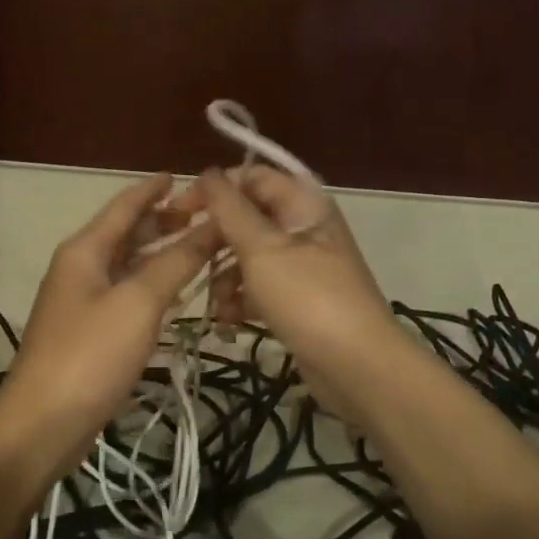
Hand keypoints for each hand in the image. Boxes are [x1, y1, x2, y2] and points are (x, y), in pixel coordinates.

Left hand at [0, 173, 218, 479]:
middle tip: (206, 217)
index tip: (186, 176)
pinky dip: (152, 286)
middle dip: (164, 221)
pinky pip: (127, 295)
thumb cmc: (90, 354)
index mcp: (85, 250)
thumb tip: (212, 226)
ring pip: (128, 265)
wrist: (43, 423)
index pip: (125, 205)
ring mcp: (83, 301)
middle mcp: (81, 268)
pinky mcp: (90, 333)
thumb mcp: (138, 302)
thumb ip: (176, 262)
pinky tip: (177, 293)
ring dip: (162, 254)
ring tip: (200, 249)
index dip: (154, 189)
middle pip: (127, 233)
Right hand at [197, 166, 403, 421]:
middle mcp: (304, 228)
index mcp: (304, 204)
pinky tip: (232, 322)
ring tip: (219, 305)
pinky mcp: (298, 300)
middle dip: (218, 241)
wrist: (357, 365)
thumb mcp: (263, 249)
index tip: (181, 210)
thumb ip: (231, 209)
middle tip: (191, 262)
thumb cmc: (308, 298)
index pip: (253, 177)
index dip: (216, 188)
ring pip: (250, 257)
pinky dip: (242, 301)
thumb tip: (209, 173)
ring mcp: (303, 266)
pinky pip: (260, 288)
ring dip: (226, 278)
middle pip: (249, 219)